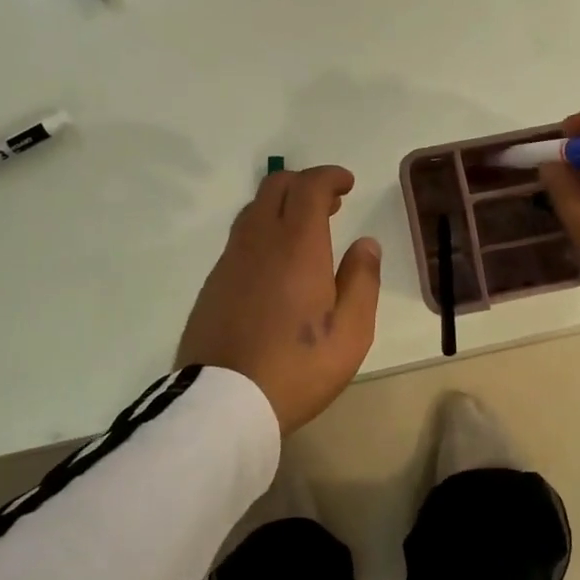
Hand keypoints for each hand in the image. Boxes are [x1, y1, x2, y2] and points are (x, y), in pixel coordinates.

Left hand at [175, 166, 382, 434]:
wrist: (224, 402)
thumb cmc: (298, 367)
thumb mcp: (351, 332)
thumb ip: (362, 280)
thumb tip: (366, 244)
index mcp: (297, 246)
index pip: (310, 187)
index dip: (330, 176)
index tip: (347, 184)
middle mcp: (259, 241)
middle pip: (276, 187)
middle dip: (305, 184)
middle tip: (331, 204)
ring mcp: (230, 260)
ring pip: (254, 211)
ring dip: (282, 206)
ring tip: (305, 232)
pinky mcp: (213, 283)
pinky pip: (240, 239)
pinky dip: (263, 232)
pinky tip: (275, 264)